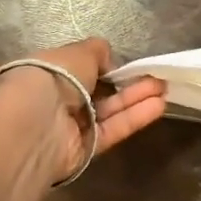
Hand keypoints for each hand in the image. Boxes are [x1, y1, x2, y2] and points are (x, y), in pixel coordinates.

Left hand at [10, 38, 166, 180]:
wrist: (36, 122)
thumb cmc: (52, 76)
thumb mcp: (78, 52)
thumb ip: (97, 52)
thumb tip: (109, 61)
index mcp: (46, 72)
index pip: (77, 69)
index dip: (102, 66)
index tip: (123, 64)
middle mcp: (56, 100)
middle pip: (98, 92)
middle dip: (126, 83)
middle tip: (155, 76)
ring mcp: (71, 126)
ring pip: (109, 110)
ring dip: (136, 98)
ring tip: (164, 87)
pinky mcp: (85, 149)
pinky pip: (112, 129)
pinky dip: (134, 117)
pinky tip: (158, 105)